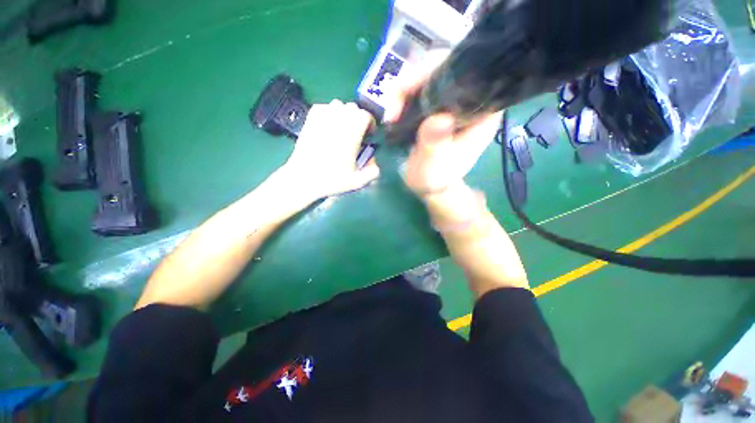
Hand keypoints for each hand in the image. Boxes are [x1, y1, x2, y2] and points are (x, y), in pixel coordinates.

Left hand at [280, 100, 379, 201]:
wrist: (303, 179)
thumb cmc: (331, 180)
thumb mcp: (357, 182)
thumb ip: (372, 172)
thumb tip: (375, 163)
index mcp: (351, 135)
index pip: (365, 115)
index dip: (370, 122)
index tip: (370, 134)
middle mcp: (337, 123)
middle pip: (353, 107)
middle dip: (359, 118)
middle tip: (358, 132)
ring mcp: (321, 120)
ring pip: (337, 104)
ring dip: (344, 113)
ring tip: (344, 127)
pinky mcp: (309, 122)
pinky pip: (321, 107)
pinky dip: (328, 111)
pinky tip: (328, 123)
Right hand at [384, 50, 501, 196]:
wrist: (429, 184)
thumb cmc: (435, 179)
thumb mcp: (433, 167)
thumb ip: (435, 145)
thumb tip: (438, 119)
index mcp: (481, 114)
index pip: (470, 74)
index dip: (441, 69)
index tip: (412, 87)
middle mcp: (471, 101)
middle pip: (447, 66)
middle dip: (415, 79)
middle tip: (393, 105)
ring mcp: (453, 101)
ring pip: (430, 73)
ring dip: (405, 89)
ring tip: (390, 114)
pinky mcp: (438, 105)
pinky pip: (420, 87)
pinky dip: (403, 95)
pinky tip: (393, 111)